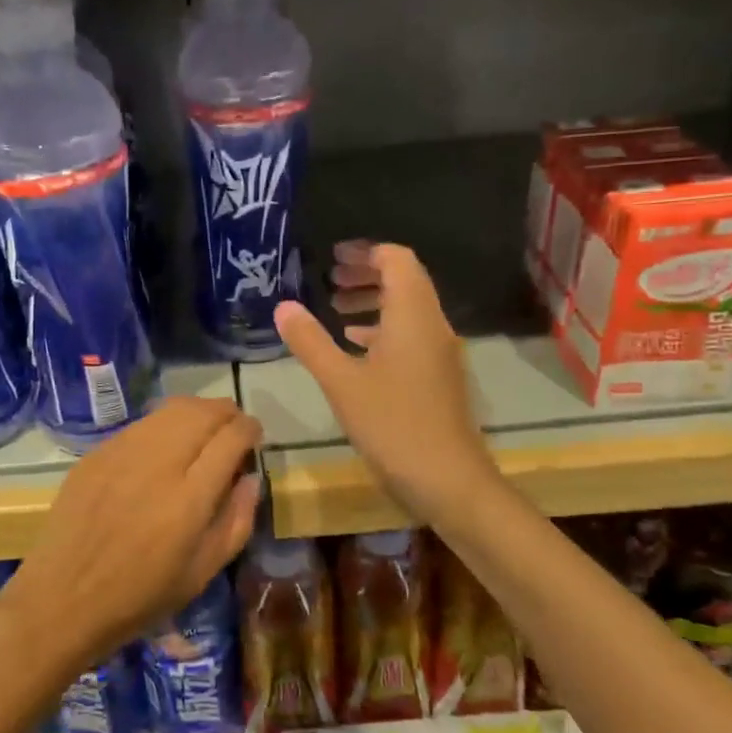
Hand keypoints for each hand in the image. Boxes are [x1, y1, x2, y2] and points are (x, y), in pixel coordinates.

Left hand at [0, 397, 262, 680]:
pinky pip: (141, 424)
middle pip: (202, 413)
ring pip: (170, 410)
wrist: (63, 598)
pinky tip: (165, 443)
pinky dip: (164, 424)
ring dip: (196, 411)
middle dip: (226, 412)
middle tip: (233, 426)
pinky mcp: (97, 453)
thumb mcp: (202, 572)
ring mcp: (123, 453)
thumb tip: (250, 477)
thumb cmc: (140, 597)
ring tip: (203, 428)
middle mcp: (158, 464)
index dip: (249, 429)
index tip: (254, 435)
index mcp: (189, 499)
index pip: (230, 439)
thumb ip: (236, 521)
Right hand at [275, 243, 496, 528]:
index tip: (333, 258)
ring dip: (374, 301)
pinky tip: (355, 346)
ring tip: (336, 309)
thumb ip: (311, 341)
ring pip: (408, 309)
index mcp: (413, 315)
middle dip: (368, 273)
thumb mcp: (341, 382)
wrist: (448, 480)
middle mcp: (432, 325)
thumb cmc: (393, 424)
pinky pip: (410, 335)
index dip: (366, 252)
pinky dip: (382, 329)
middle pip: (405, 280)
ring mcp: (439, 352)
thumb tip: (283, 306)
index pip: (397, 260)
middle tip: (330, 279)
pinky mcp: (438, 376)